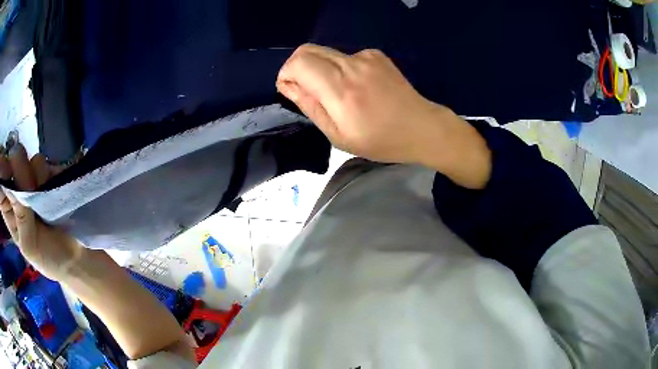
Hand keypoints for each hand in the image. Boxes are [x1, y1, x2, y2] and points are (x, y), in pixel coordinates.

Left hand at [0, 141, 81, 281]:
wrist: (73, 256)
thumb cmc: (46, 257)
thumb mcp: (29, 245)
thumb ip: (19, 213)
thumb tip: (12, 175)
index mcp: (8, 209)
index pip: (1, 184)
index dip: (2, 172)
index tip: (6, 168)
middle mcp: (16, 189)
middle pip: (11, 164)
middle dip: (18, 171)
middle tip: (29, 187)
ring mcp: (30, 179)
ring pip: (26, 159)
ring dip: (34, 175)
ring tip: (44, 198)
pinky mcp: (45, 173)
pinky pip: (42, 162)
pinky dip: (46, 173)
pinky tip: (51, 189)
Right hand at [276, 44, 491, 188]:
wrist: (423, 127)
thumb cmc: (381, 140)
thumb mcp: (339, 136)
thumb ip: (311, 107)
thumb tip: (289, 85)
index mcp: (341, 90)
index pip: (298, 63)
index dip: (286, 73)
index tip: (291, 90)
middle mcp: (351, 65)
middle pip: (307, 50)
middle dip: (297, 68)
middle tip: (306, 90)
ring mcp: (365, 56)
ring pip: (325, 52)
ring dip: (319, 69)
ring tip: (338, 94)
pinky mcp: (375, 54)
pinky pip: (344, 56)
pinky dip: (340, 69)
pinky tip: (357, 87)